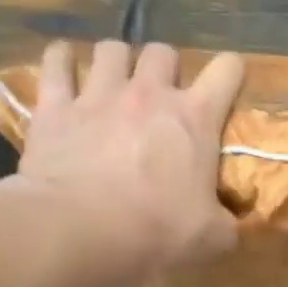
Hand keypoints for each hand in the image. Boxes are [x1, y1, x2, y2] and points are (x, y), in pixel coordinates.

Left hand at [10, 39, 243, 286]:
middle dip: (166, 69)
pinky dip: (62, 59)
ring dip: (118, 61)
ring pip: (111, 49)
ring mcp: (98, 94)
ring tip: (116, 81)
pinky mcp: (55, 105)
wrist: (82, 230)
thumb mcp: (214, 237)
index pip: (226, 71)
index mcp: (195, 119)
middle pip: (162, 53)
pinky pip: (56, 62)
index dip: (232, 72)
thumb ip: (227, 222)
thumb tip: (229, 224)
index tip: (229, 83)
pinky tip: (64, 64)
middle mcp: (149, 93)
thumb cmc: (158, 232)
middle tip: (164, 95)